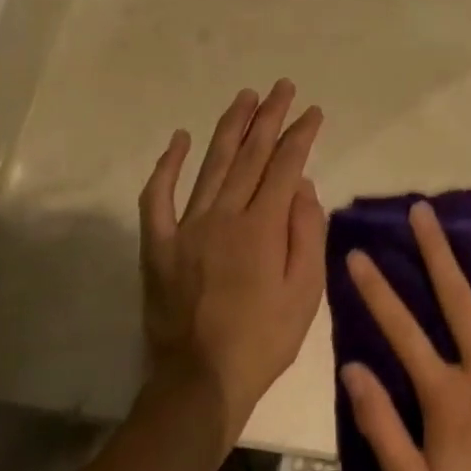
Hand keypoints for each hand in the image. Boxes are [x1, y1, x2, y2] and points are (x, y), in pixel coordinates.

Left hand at [140, 80, 325, 447]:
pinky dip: (166, 166)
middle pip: (250, 154)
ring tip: (245, 96)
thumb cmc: (264, 340)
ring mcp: (187, 227)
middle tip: (282, 87)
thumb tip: (301, 185)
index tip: (312, 112)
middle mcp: (224, 215)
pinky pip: (157, 197)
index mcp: (262, 227)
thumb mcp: (306, 293)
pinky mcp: (159, 244)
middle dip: (269, 116)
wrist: (200, 382)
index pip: (285, 165)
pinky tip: (178, 139)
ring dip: (230, 126)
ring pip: (212, 164)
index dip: (300, 135)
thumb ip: (307, 233)